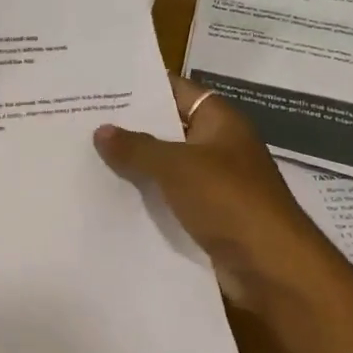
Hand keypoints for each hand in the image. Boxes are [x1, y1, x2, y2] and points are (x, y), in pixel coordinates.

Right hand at [93, 76, 336, 308]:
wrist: (271, 267)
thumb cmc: (229, 201)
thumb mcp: (177, 166)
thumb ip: (137, 147)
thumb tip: (101, 130)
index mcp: (219, 121)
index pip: (176, 90)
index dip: (141, 86)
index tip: (101, 85)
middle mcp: (217, 147)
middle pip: (167, 128)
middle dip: (129, 127)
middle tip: (81, 120)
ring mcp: (212, 183)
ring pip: (164, 166)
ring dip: (133, 165)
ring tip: (84, 155)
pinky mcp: (206, 216)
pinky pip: (168, 198)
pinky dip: (144, 197)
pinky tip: (107, 196)